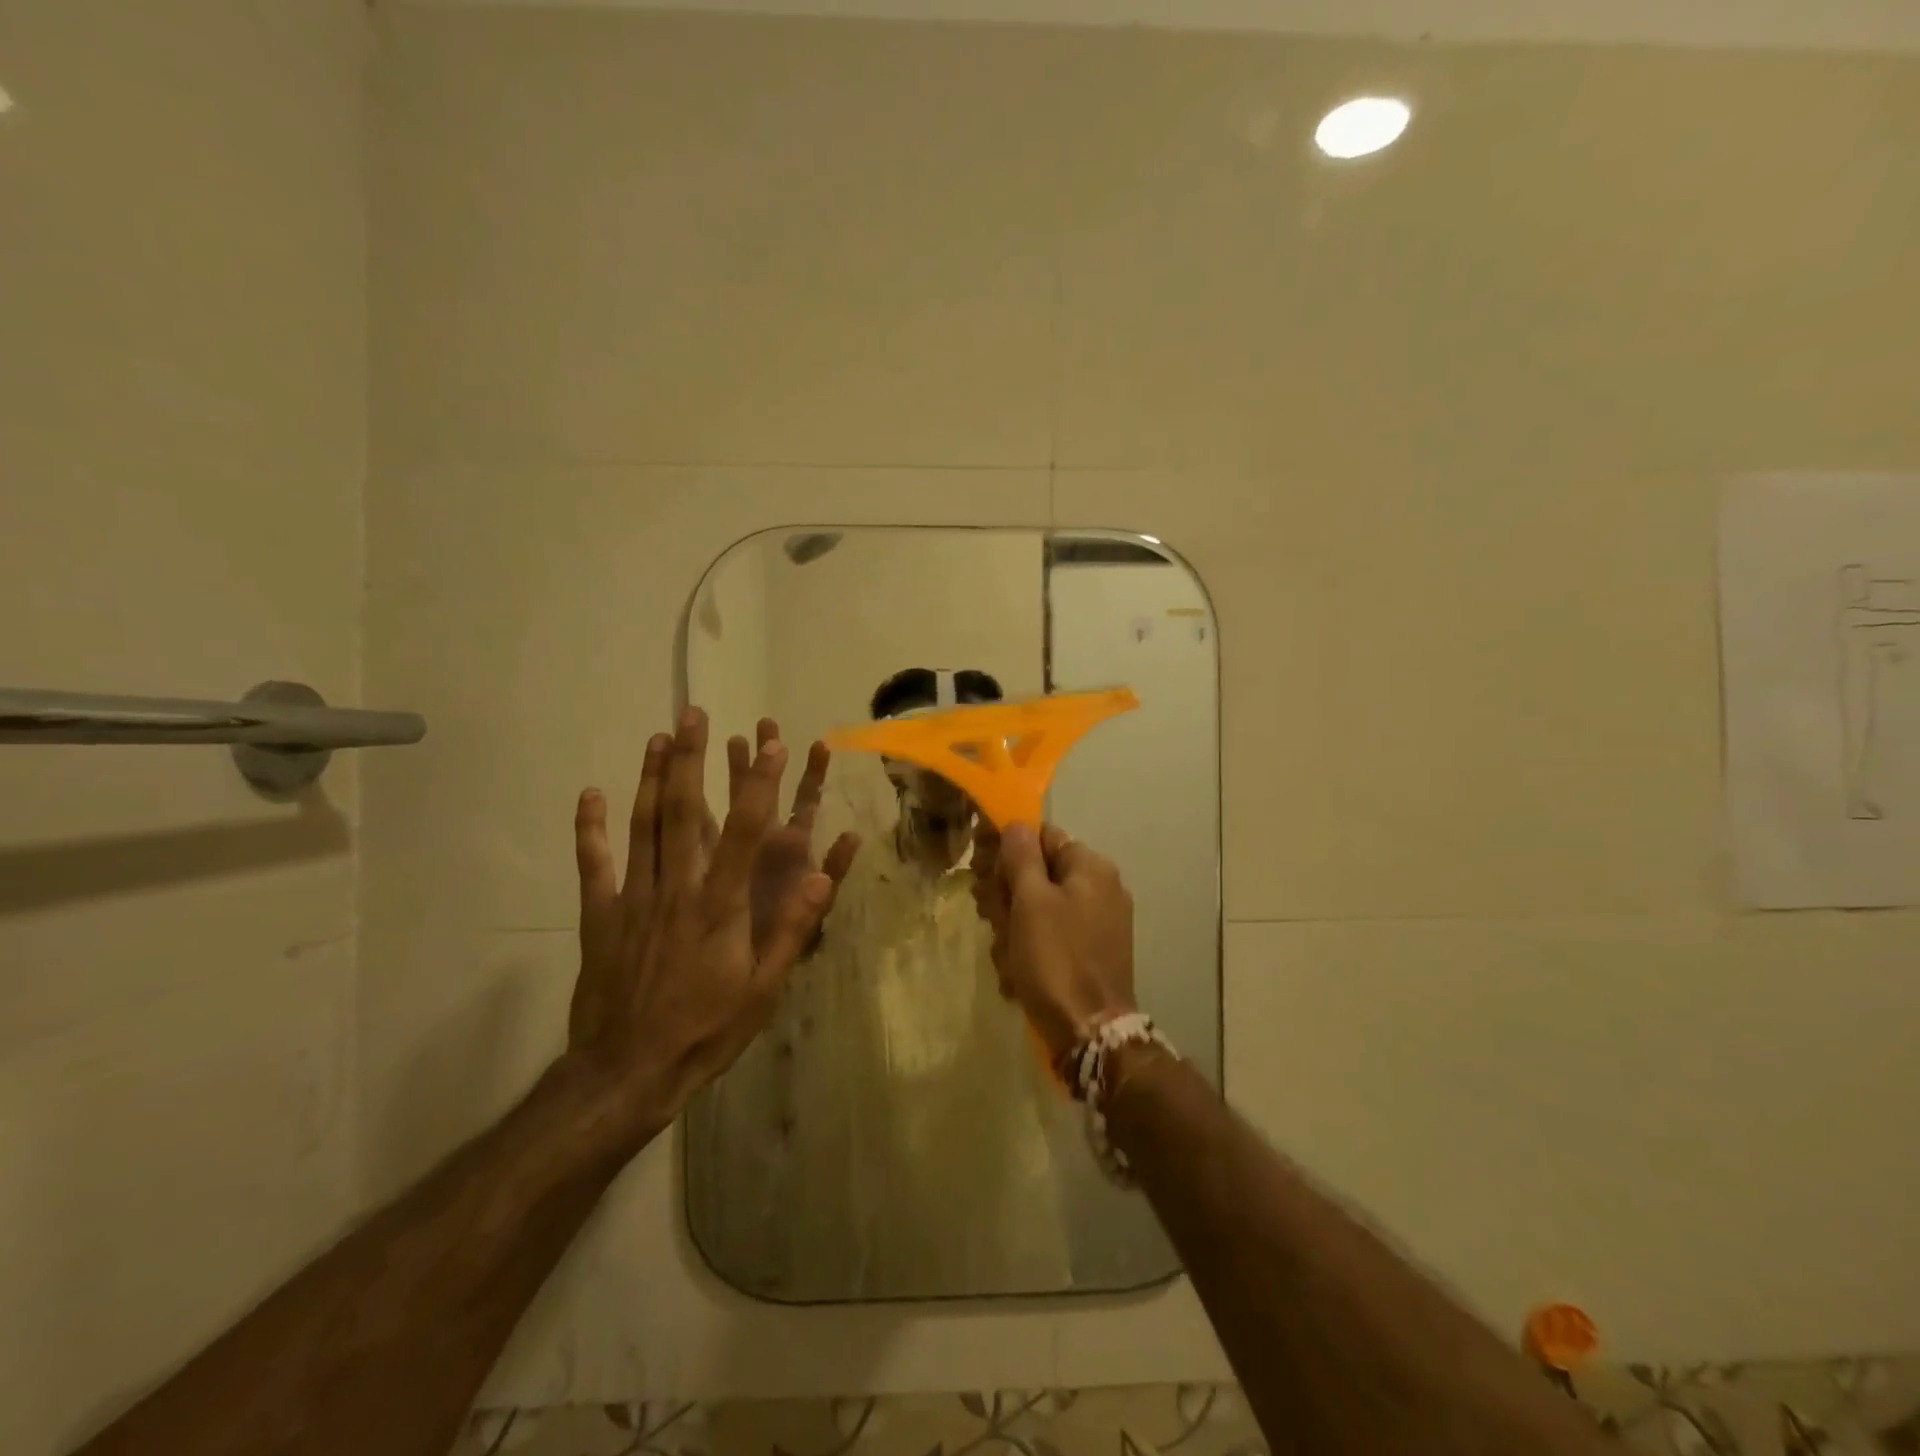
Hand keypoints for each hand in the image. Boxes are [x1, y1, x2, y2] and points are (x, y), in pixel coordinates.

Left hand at [565, 708, 849, 1147]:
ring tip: (658, 736)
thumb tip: (823, 877)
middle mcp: (677, 888)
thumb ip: (792, 929)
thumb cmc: (706, 1031)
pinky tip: (590, 795)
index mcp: (720, 905)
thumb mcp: (764, 989)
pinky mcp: (600, 917)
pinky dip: (591, 828)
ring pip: (642, 826)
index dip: (762, 784)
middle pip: (685, 812)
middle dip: (693, 759)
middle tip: (694, 715)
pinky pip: (595, 865)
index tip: (773, 743)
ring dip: (652, 778)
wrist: (627, 1074)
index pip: (746, 832)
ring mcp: (634, 899)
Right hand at [972, 822, 1136, 1057]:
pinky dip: (1030, 950)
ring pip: (1038, 908)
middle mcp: (1100, 888)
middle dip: (1006, 896)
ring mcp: (1098, 923)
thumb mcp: (1031, 901)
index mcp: (1090, 868)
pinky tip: (1018, 974)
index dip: (1006, 851)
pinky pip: (1051, 937)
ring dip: (1012, 928)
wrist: (1089, 1033)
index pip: (1040, 837)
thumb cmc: (1056, 959)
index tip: (980, 873)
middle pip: (1037, 874)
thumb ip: (1021, 855)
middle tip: (990, 918)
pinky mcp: (1091, 953)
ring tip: (1006, 956)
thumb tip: (1016, 823)